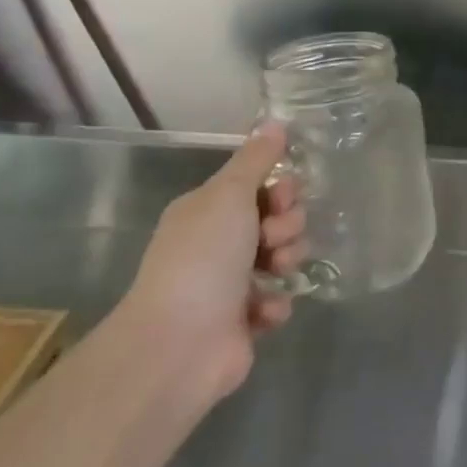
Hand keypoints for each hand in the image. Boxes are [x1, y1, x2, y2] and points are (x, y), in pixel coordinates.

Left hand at [123, 124, 308, 402]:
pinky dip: (275, 303)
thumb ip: (256, 159)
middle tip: (273, 239)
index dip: (280, 190)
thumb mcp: (230, 195)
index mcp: (208, 211)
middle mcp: (217, 244)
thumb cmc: (203, 258)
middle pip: (277, 220)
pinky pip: (278, 299)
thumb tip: (275, 121)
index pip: (259, 187)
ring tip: (273, 274)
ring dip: (287, 261)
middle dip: (287, 226)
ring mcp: (230, 285)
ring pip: (282, 258)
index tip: (282, 198)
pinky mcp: (243, 322)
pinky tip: (263, 310)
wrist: (179, 345)